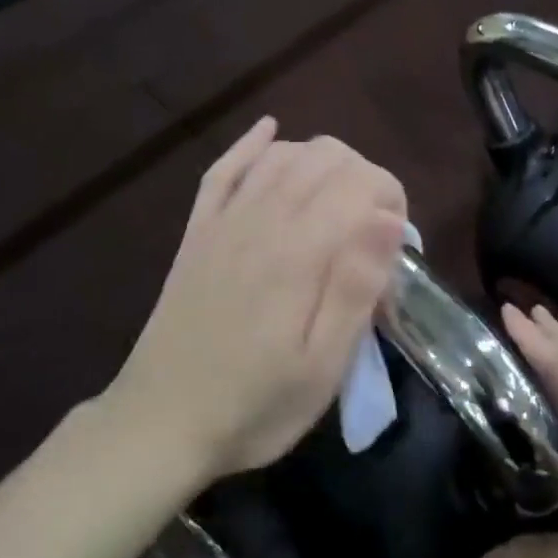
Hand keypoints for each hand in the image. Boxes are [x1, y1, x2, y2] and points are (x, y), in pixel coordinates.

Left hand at [104, 118, 406, 480]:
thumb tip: (388, 219)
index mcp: (297, 253)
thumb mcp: (322, 367)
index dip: (391, 198)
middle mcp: (260, 221)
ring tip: (340, 201)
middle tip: (374, 231)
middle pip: (324, 158)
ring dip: (322, 161)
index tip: (398, 244)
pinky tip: (270, 132)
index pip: (359, 183)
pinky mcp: (197, 233)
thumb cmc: (255, 405)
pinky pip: (224, 170)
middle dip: (364, 178)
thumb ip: (356, 288)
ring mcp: (223, 222)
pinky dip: (252, 145)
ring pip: (281, 155)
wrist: (159, 425)